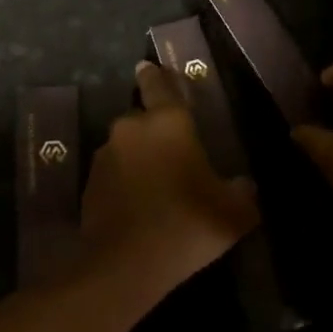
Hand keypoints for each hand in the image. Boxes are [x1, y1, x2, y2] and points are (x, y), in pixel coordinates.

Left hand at [80, 62, 259, 291]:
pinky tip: (139, 205)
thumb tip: (243, 185)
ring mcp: (105, 156)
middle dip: (155, 131)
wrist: (126, 265)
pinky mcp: (89, 183)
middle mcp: (130, 129)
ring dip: (139, 158)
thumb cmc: (187, 225)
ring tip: (157, 186)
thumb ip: (242, 192)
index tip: (147, 66)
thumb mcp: (234, 212)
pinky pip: (113, 173)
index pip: (159, 84)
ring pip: (126, 147)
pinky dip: (124, 181)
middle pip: (143, 119)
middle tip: (174, 154)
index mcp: (167, 122)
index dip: (156, 75)